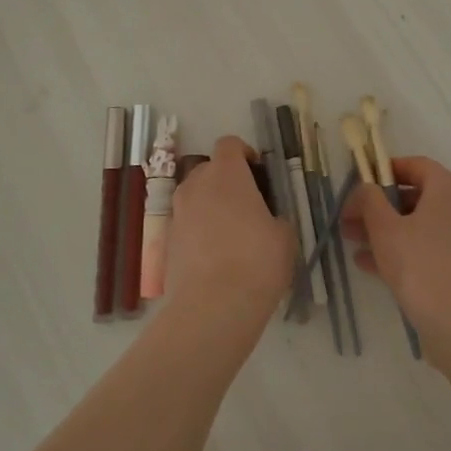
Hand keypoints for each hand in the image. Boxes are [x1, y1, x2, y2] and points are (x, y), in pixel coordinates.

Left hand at [165, 136, 294, 329]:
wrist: (213, 307)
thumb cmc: (256, 261)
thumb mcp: (284, 236)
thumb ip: (275, 217)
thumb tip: (267, 220)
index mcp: (226, 174)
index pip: (229, 144)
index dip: (245, 154)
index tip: (259, 174)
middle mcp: (196, 185)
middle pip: (209, 169)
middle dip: (227, 180)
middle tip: (248, 206)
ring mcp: (177, 213)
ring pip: (195, 197)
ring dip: (211, 205)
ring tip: (231, 233)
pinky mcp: (167, 241)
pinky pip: (186, 224)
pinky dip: (199, 231)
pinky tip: (215, 257)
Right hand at [343, 157, 450, 361]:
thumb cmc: (419, 264)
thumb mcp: (384, 228)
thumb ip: (370, 200)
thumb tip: (366, 188)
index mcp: (448, 188)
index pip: (415, 165)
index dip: (384, 171)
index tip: (359, 185)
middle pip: (415, 197)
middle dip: (378, 207)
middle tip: (349, 220)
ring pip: (419, 225)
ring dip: (385, 231)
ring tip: (353, 243)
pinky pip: (428, 248)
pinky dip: (402, 250)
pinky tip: (370, 265)